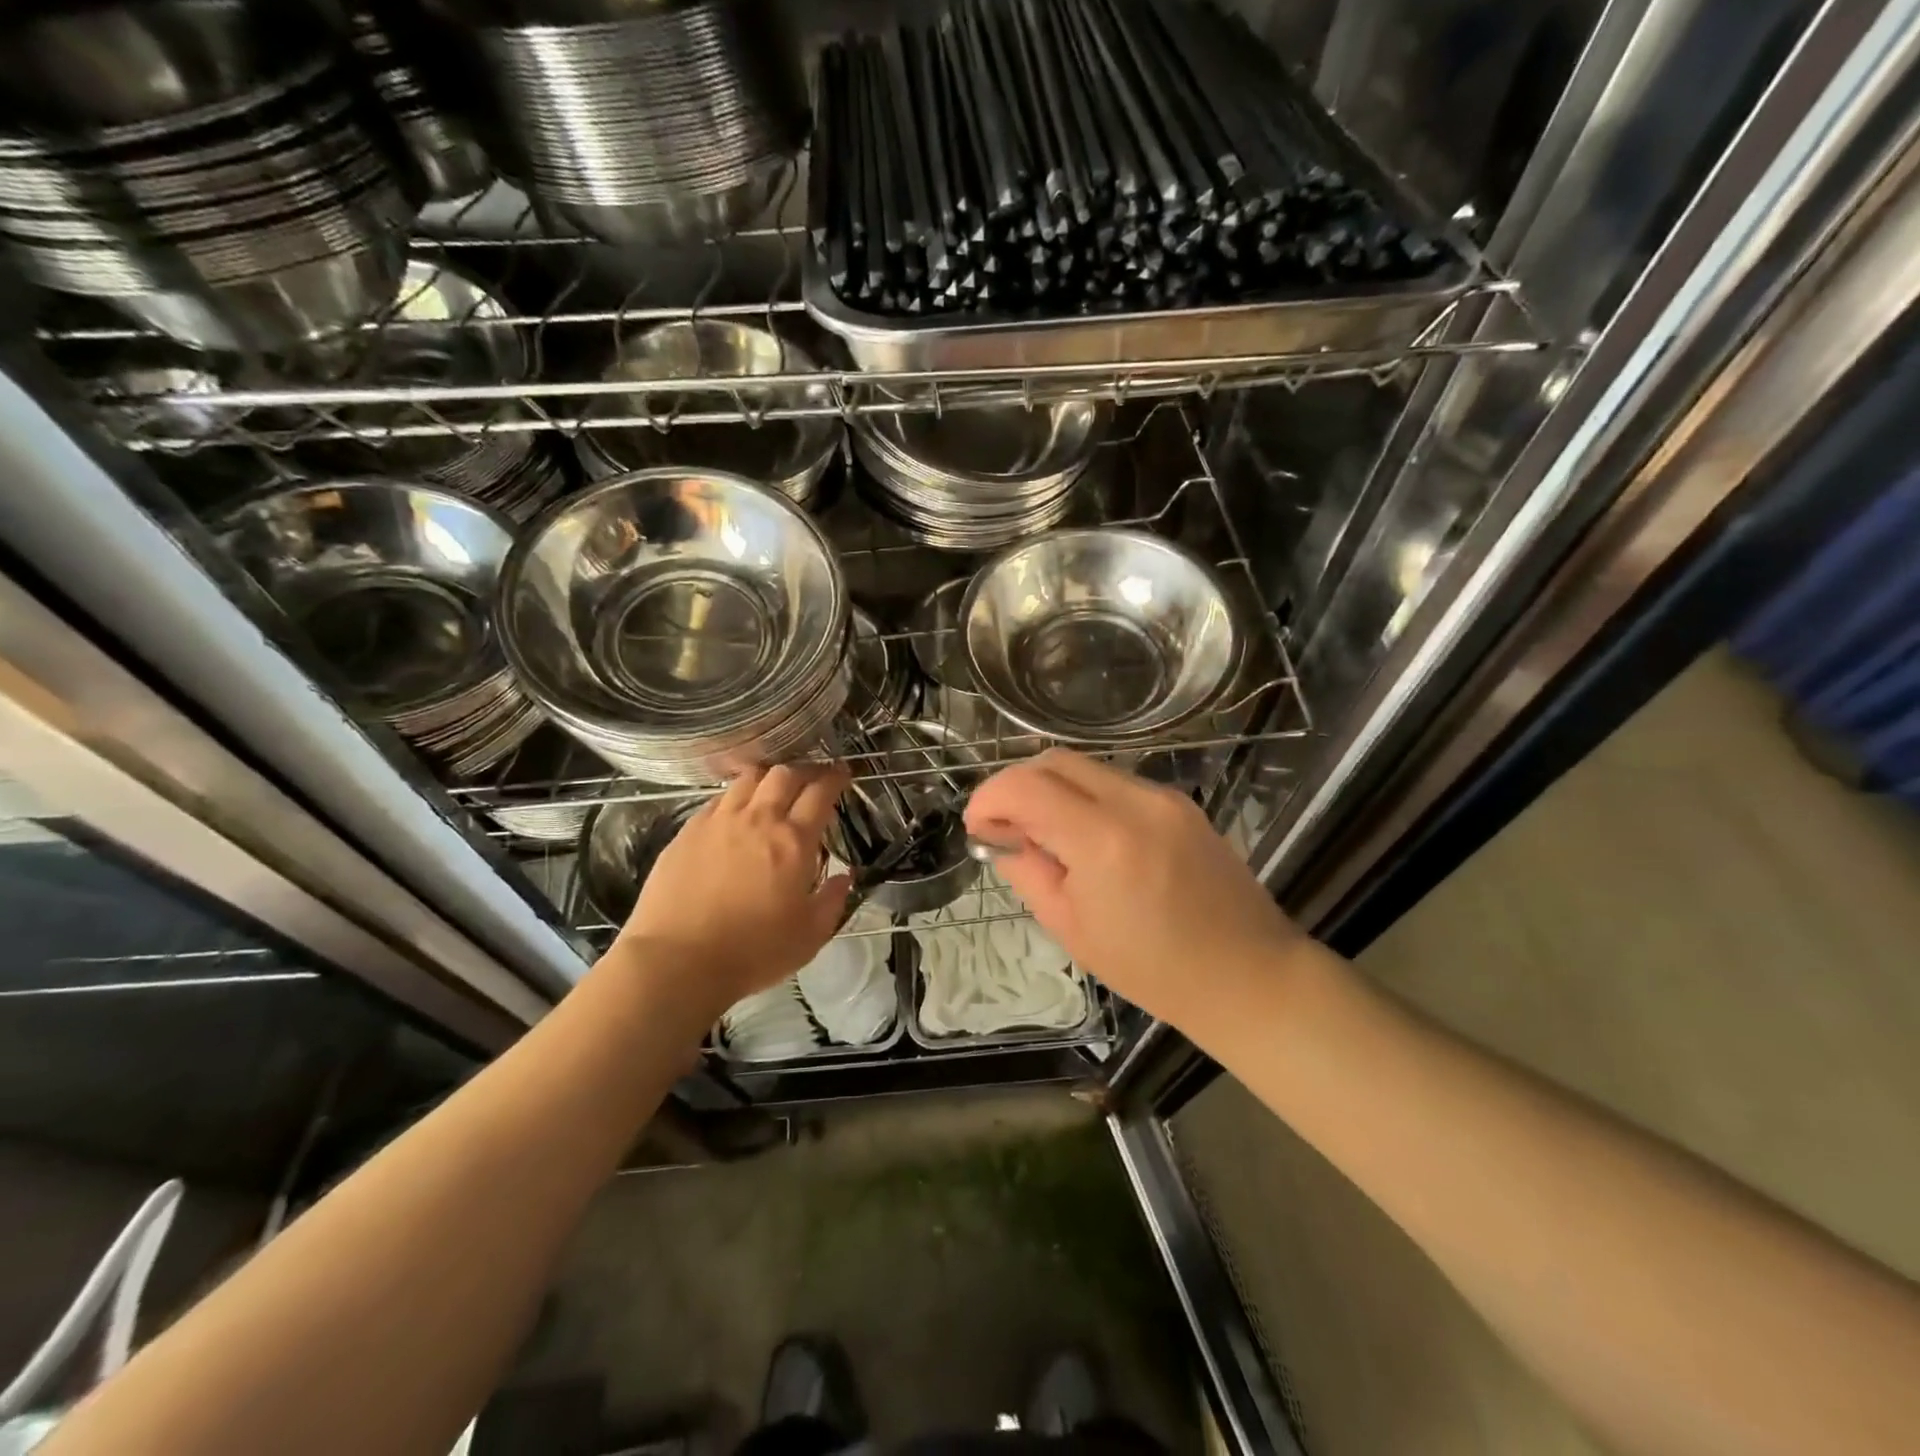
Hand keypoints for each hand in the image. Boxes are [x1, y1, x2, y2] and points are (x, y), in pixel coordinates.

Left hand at [616, 763, 852, 1020]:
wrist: (678, 961)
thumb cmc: (753, 952)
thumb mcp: (810, 936)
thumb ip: (833, 900)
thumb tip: (845, 876)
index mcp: (794, 841)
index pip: (821, 792)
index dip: (835, 777)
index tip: (842, 773)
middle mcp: (758, 819)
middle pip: (785, 774)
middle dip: (805, 770)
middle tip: (812, 779)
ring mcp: (719, 821)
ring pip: (749, 778)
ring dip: (769, 778)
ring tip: (774, 789)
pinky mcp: (687, 831)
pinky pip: (718, 799)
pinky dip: (736, 796)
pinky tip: (736, 812)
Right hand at [964, 750, 1302, 1028]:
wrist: (1248, 975)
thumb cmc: (1153, 969)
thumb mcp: (1071, 929)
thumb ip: (1028, 871)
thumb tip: (1003, 837)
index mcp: (1103, 840)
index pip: (1025, 786)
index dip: (989, 798)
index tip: (978, 826)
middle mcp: (1135, 801)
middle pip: (1054, 760)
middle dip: (1017, 785)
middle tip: (1005, 827)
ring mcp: (1163, 797)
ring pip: (1086, 768)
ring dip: (1052, 790)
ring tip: (1045, 836)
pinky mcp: (1181, 802)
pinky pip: (1117, 783)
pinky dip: (1086, 798)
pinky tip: (1087, 838)